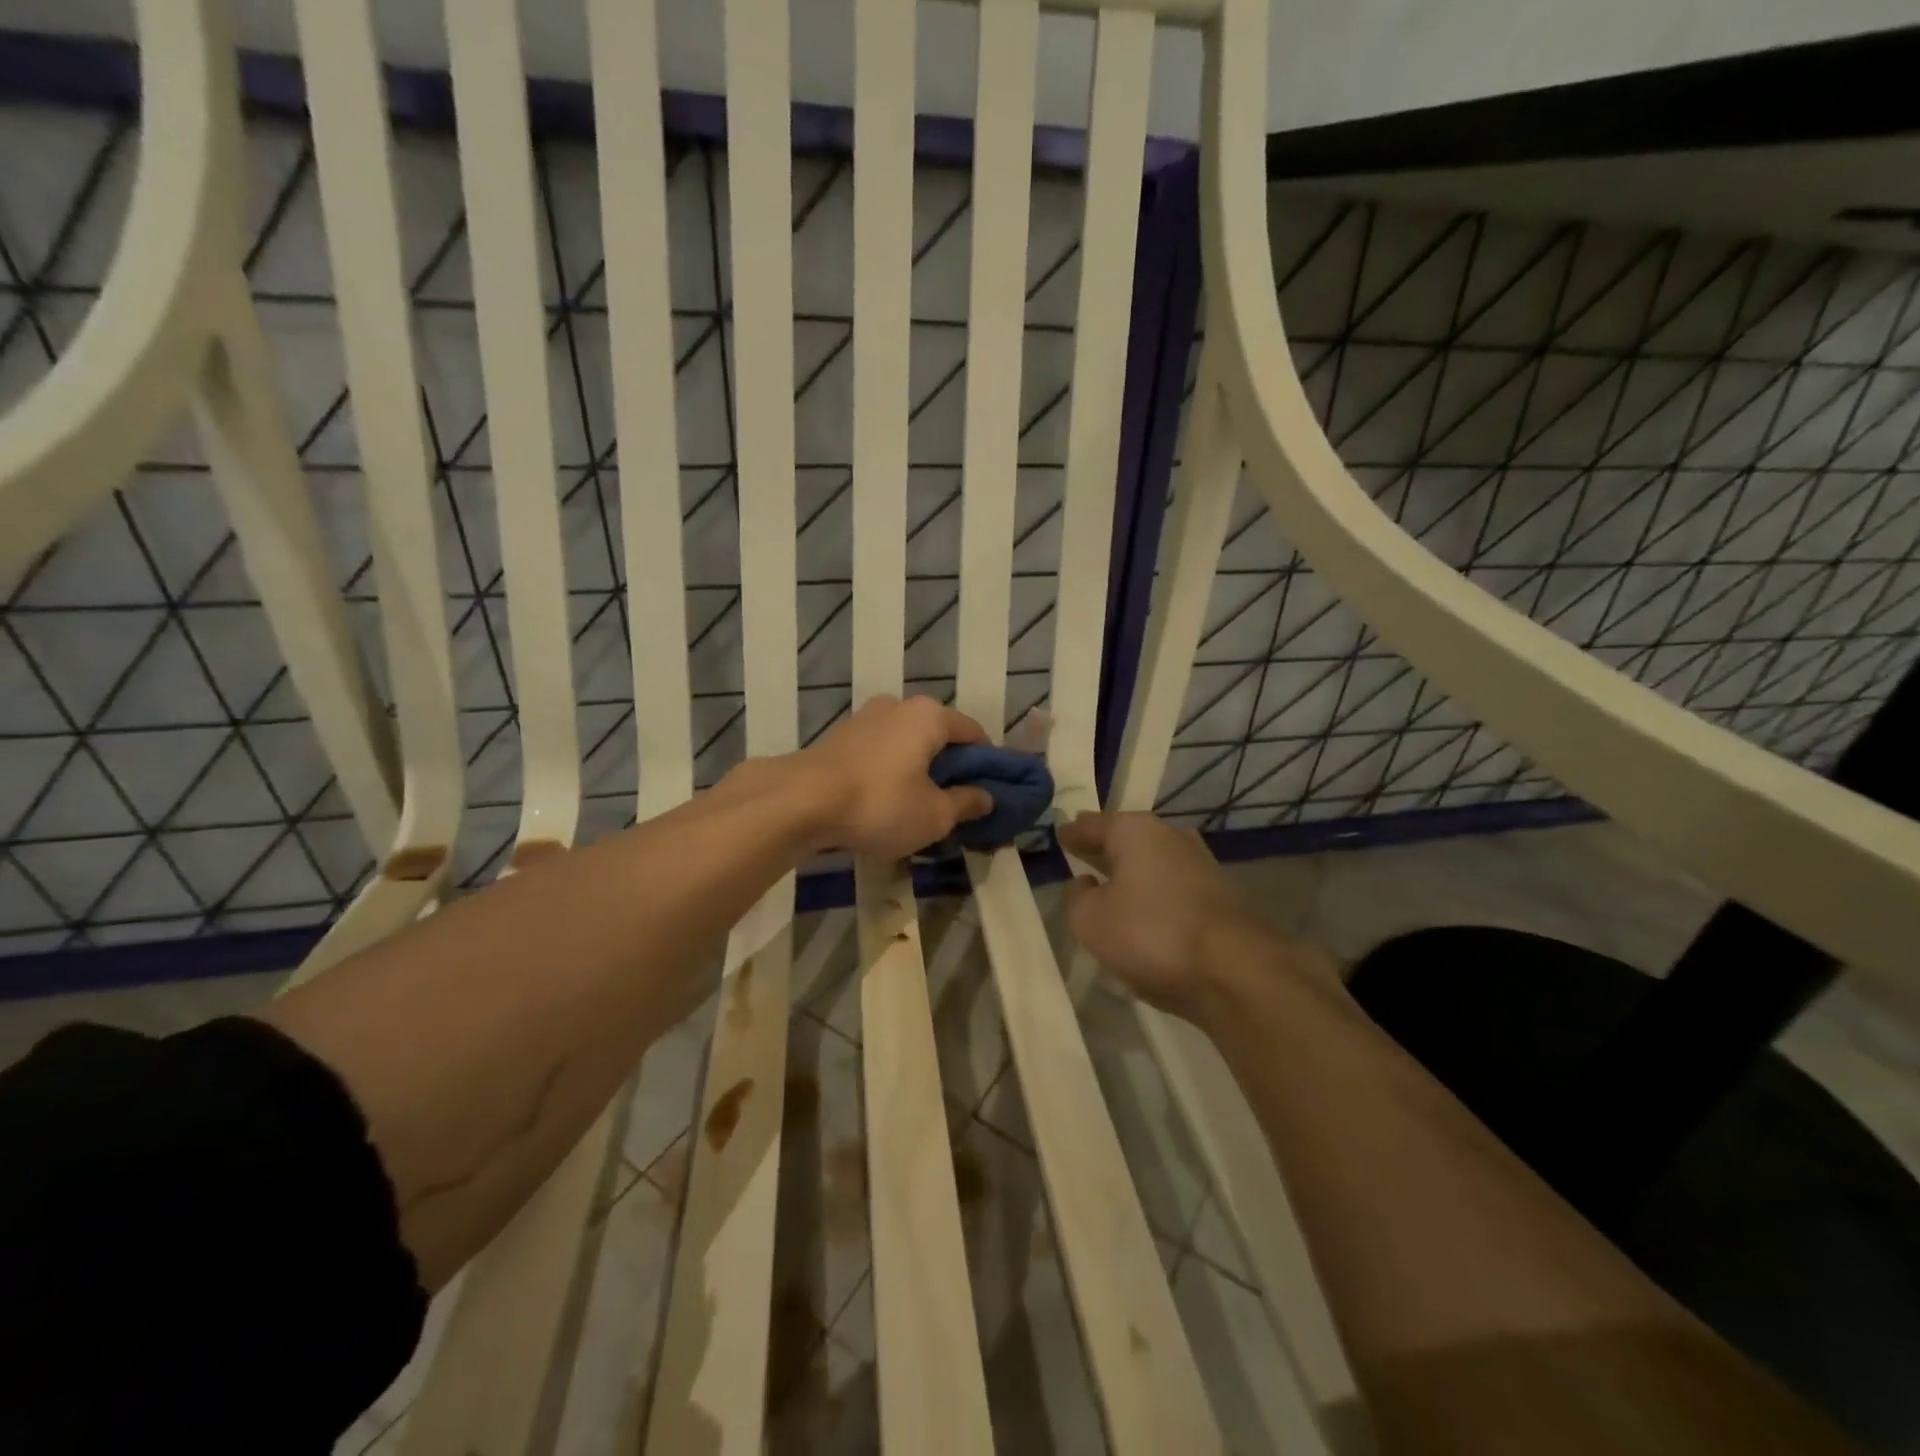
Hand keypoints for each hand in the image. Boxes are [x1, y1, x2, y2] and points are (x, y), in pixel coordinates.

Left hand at [796, 695, 994, 858]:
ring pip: (906, 744)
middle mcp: (898, 706)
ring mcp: (865, 718)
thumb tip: (986, 797)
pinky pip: (879, 753)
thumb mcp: (934, 815)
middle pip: (938, 736)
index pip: (974, 733)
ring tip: (916, 807)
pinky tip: (883, 802)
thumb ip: (965, 803)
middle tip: (953, 804)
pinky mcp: (839, 737)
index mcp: (929, 715)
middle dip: (949, 767)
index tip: (988, 792)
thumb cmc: (880, 803)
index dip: (987, 763)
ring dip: (917, 770)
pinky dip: (889, 772)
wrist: (799, 802)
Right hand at [1060, 811, 1303, 1022]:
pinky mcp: (1218, 897)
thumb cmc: (1151, 933)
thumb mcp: (1090, 920)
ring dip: (1130, 873)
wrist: (1234, 970)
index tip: (1059, 835)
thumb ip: (1077, 898)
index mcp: (1135, 831)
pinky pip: (1171, 888)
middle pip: (1126, 839)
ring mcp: (1200, 865)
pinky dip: (1152, 894)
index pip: (1093, 825)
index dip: (1073, 833)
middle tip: (1080, 852)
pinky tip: (1142, 912)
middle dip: (1102, 848)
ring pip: (1152, 863)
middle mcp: (1170, 837)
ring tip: (1108, 884)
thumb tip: (1083, 884)